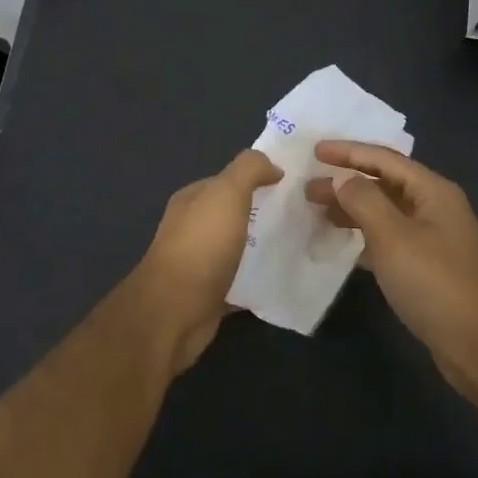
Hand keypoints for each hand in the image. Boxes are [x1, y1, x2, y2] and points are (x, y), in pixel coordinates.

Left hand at [132, 149, 281, 370]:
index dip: (257, 178)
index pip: (227, 181)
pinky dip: (257, 279)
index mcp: (192, 200)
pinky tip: (282, 279)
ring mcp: (199, 263)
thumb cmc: (201, 246)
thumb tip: (273, 165)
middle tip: (303, 216)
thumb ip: (249, 170)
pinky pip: (240, 281)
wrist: (174, 312)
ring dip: (262, 246)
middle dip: (263, 213)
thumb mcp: (226, 193)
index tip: (293, 185)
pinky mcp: (209, 295)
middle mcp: (192, 228)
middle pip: (233, 214)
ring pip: (237, 247)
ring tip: (299, 246)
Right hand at [305, 142, 477, 377]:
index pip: (384, 158)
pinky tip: (340, 243)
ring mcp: (431, 236)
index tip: (315, 150)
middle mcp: (434, 206)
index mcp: (432, 190)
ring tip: (317, 212)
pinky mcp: (425, 264)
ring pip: (384, 211)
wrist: (476, 342)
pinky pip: (387, 237)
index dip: (348, 152)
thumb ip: (363, 200)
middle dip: (346, 182)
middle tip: (308, 187)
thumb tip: (342, 179)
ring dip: (352, 208)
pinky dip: (363, 234)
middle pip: (384, 182)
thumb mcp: (393, 236)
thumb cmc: (433, 281)